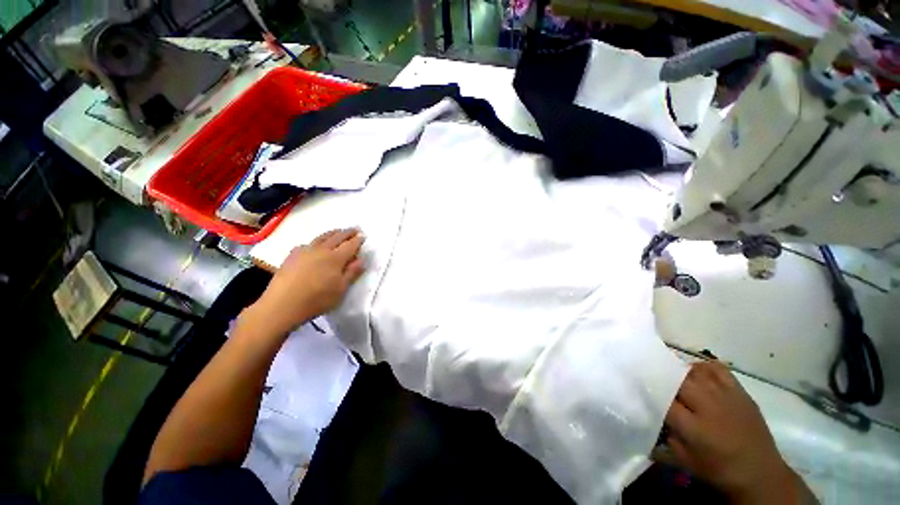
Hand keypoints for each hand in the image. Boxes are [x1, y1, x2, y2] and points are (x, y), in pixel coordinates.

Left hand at [245, 229, 365, 336]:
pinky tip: (315, 245)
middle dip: (347, 232)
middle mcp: (322, 250)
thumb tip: (361, 260)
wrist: (282, 304)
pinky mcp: (292, 255)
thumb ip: (352, 273)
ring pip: (322, 237)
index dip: (358, 240)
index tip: (363, 236)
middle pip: (337, 237)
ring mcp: (305, 251)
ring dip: (333, 233)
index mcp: (336, 258)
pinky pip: (308, 243)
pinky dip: (317, 241)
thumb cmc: (317, 299)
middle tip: (355, 228)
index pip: (350, 245)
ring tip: (338, 231)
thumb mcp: (340, 289)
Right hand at [656, 362, 811, 503]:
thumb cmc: (717, 469)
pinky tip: (696, 372)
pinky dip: (703, 367)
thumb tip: (643, 417)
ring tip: (671, 374)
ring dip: (679, 371)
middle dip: (662, 376)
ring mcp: (726, 397)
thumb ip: (660, 437)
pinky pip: (718, 369)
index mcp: (693, 427)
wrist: (759, 473)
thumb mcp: (682, 461)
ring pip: (695, 371)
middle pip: (677, 380)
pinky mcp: (740, 392)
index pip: (662, 398)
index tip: (635, 383)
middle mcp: (708, 406)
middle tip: (652, 376)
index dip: (647, 389)